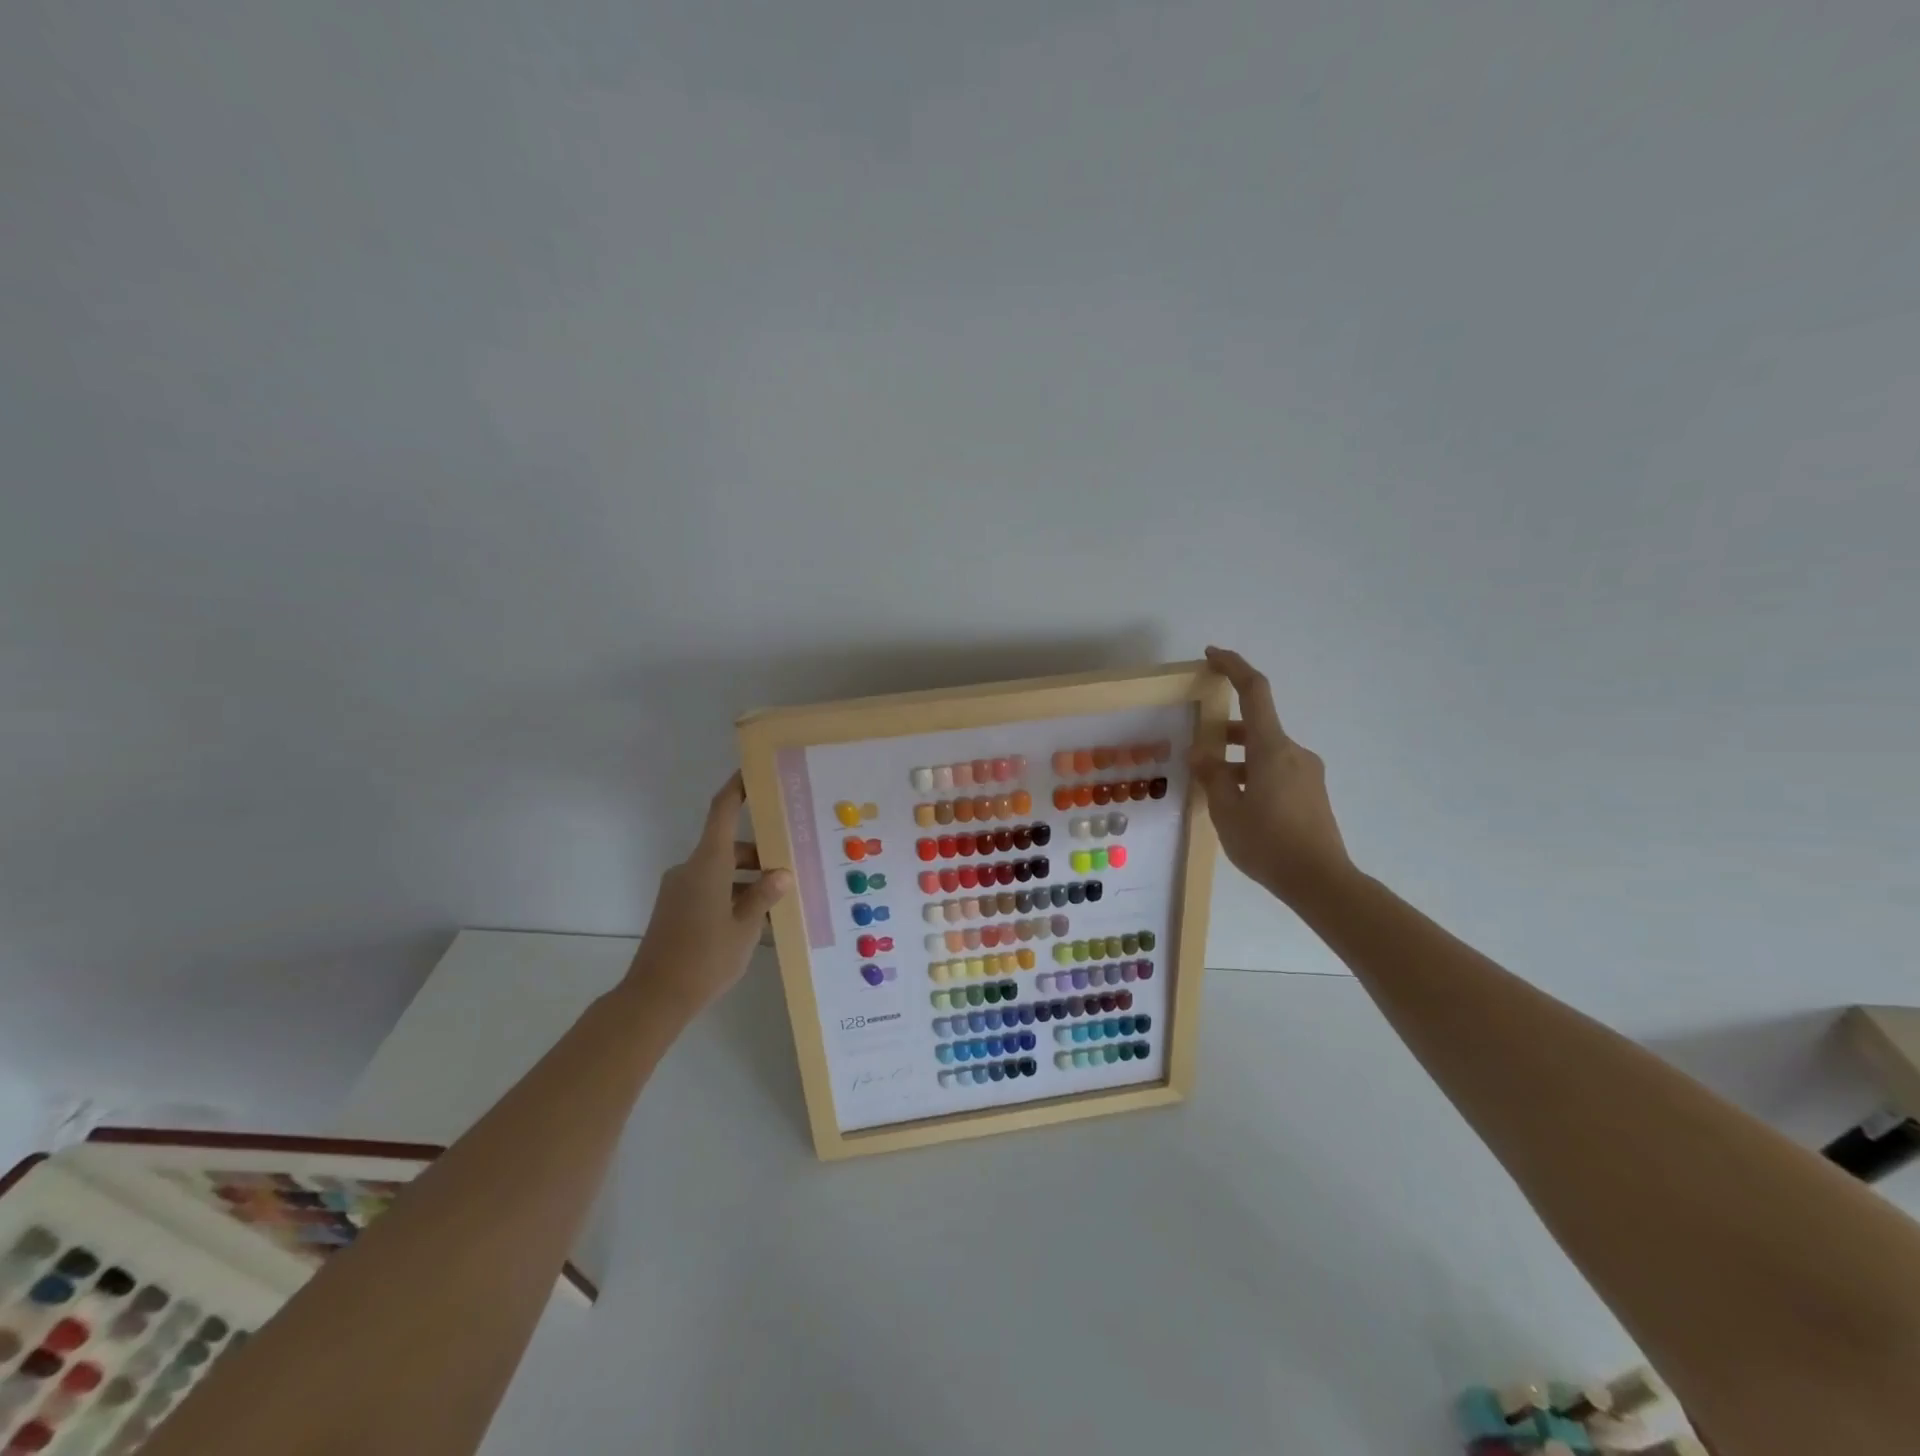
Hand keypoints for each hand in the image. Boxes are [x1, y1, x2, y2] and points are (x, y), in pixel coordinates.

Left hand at [624, 773, 790, 1017]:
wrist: (654, 999)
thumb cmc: (705, 958)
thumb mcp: (745, 928)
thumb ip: (763, 896)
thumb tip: (781, 874)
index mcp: (707, 865)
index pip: (722, 811)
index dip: (737, 787)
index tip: (753, 771)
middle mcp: (690, 869)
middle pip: (728, 846)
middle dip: (760, 854)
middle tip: (792, 865)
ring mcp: (679, 890)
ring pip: (721, 871)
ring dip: (748, 880)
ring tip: (779, 902)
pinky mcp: (675, 909)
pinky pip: (710, 889)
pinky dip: (732, 895)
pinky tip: (754, 921)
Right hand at [1193, 646, 1353, 903]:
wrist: (1321, 881)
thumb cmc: (1268, 843)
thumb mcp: (1226, 811)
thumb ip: (1213, 776)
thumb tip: (1202, 753)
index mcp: (1271, 748)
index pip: (1254, 692)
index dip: (1233, 667)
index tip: (1212, 655)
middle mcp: (1293, 752)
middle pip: (1256, 726)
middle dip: (1225, 732)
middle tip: (1197, 750)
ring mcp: (1307, 772)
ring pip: (1264, 752)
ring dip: (1237, 758)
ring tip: (1212, 787)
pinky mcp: (1312, 792)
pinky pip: (1276, 770)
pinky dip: (1252, 774)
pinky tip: (1237, 804)